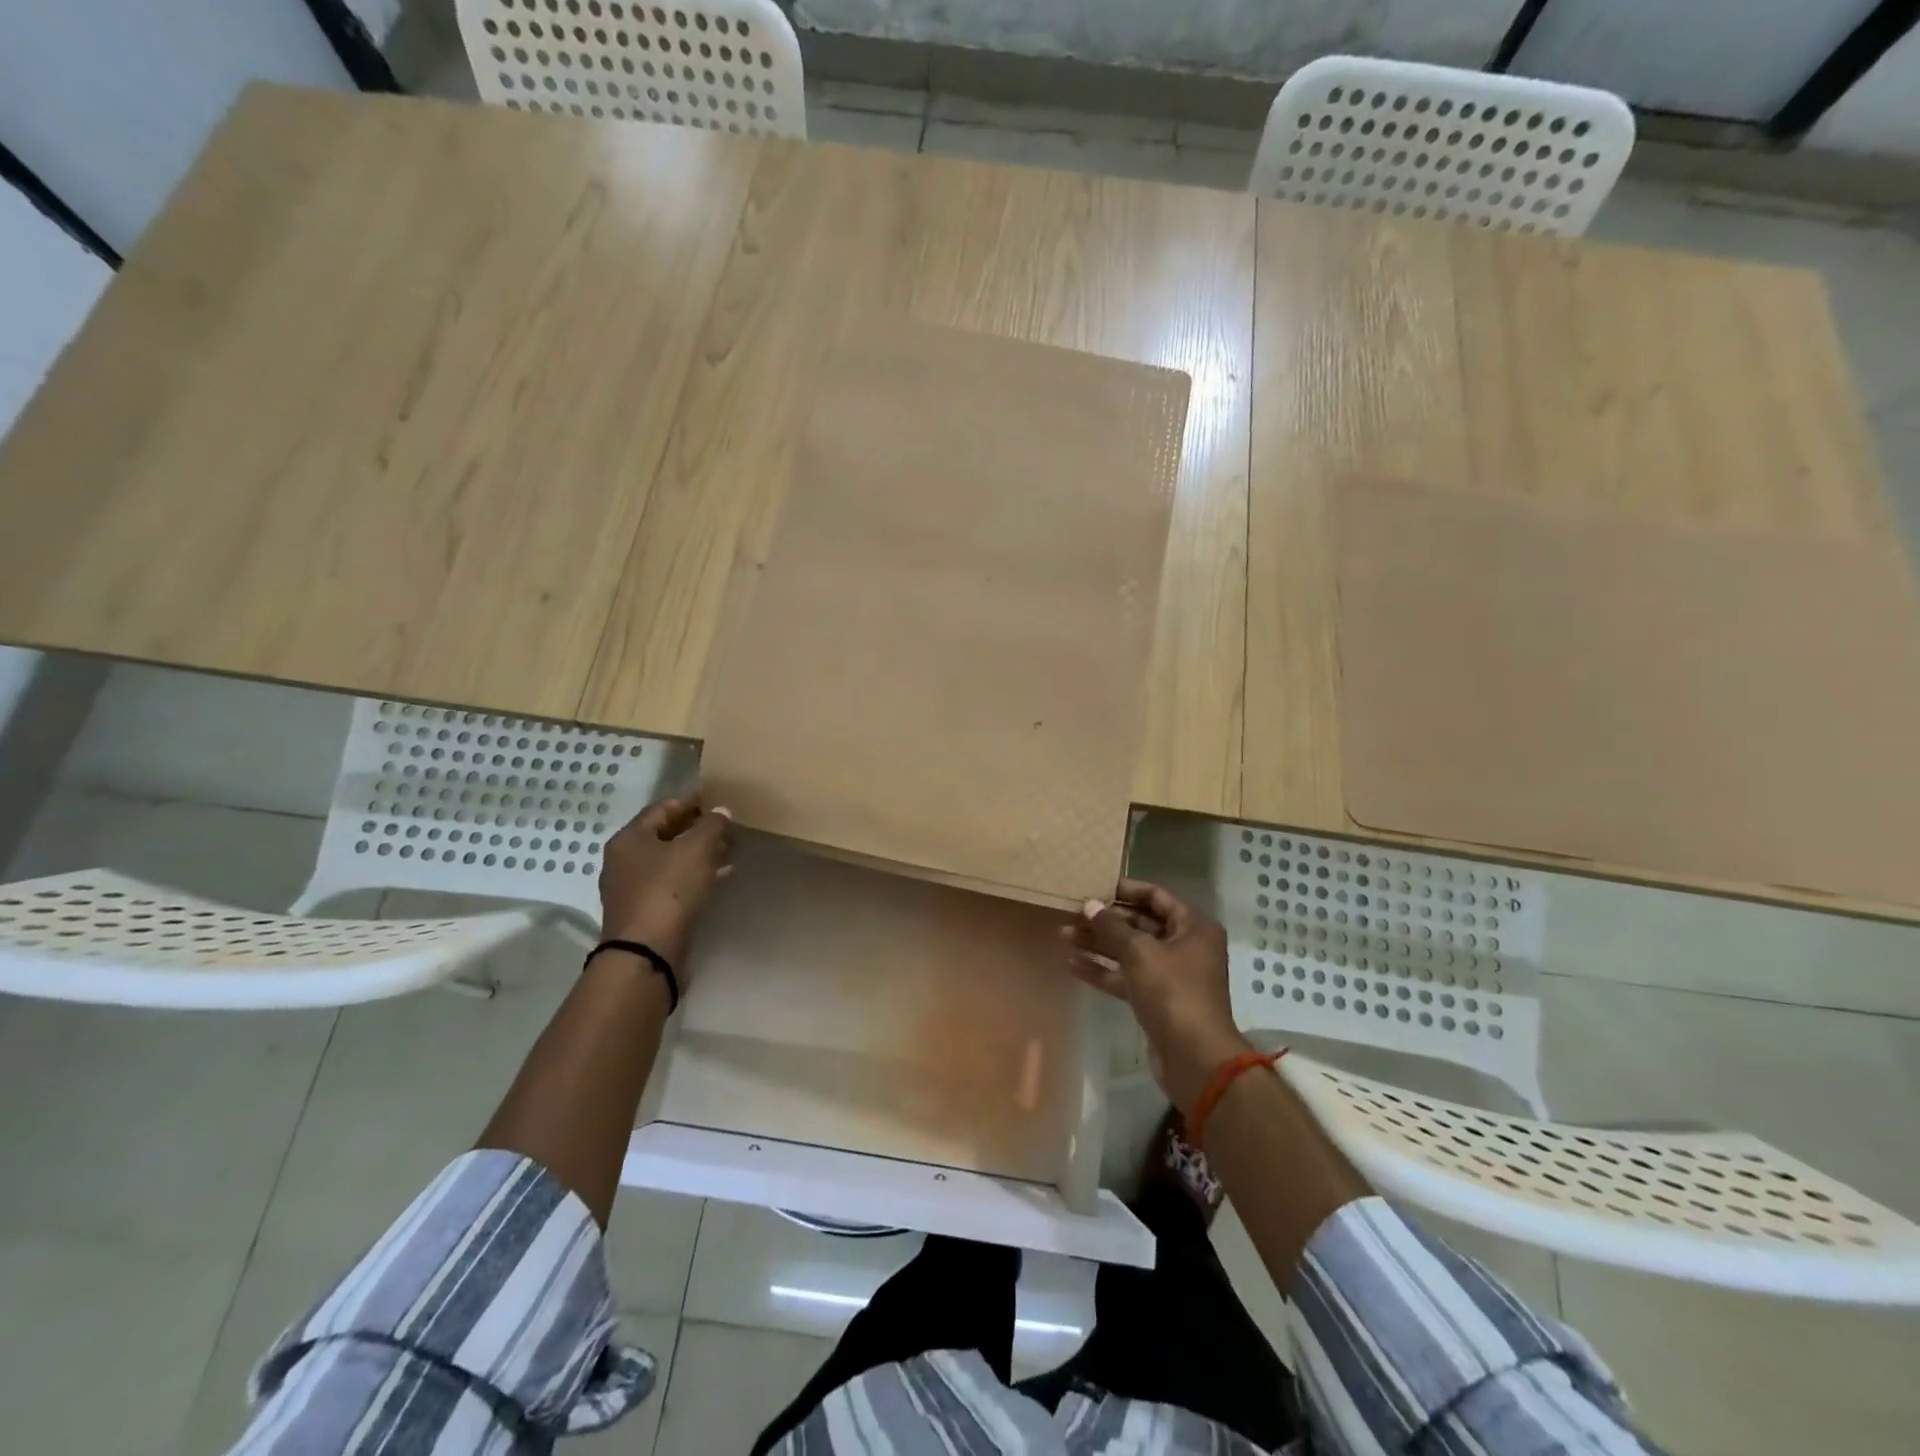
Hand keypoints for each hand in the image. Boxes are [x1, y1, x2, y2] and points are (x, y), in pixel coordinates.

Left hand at [597, 794, 733, 968]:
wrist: (647, 953)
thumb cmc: (668, 891)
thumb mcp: (697, 849)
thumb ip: (712, 825)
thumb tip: (721, 811)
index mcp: (630, 839)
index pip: (662, 808)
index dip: (691, 800)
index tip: (716, 796)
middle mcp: (626, 861)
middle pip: (666, 835)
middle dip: (697, 828)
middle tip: (727, 823)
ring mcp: (635, 889)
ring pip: (672, 862)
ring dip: (700, 854)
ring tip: (730, 847)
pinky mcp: (648, 913)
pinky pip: (676, 885)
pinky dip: (698, 877)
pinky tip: (723, 875)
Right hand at [1066, 878, 1253, 1113]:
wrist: (1195, 1058)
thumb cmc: (1173, 992)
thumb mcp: (1140, 952)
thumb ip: (1112, 927)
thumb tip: (1090, 905)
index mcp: (1192, 927)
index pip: (1156, 896)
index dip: (1125, 890)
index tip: (1094, 886)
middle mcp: (1184, 946)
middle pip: (1140, 924)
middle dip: (1106, 920)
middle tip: (1072, 912)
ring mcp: (1170, 975)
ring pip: (1130, 952)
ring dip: (1098, 944)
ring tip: (1063, 934)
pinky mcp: (1156, 1000)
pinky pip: (1126, 977)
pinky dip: (1102, 970)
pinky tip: (1071, 963)